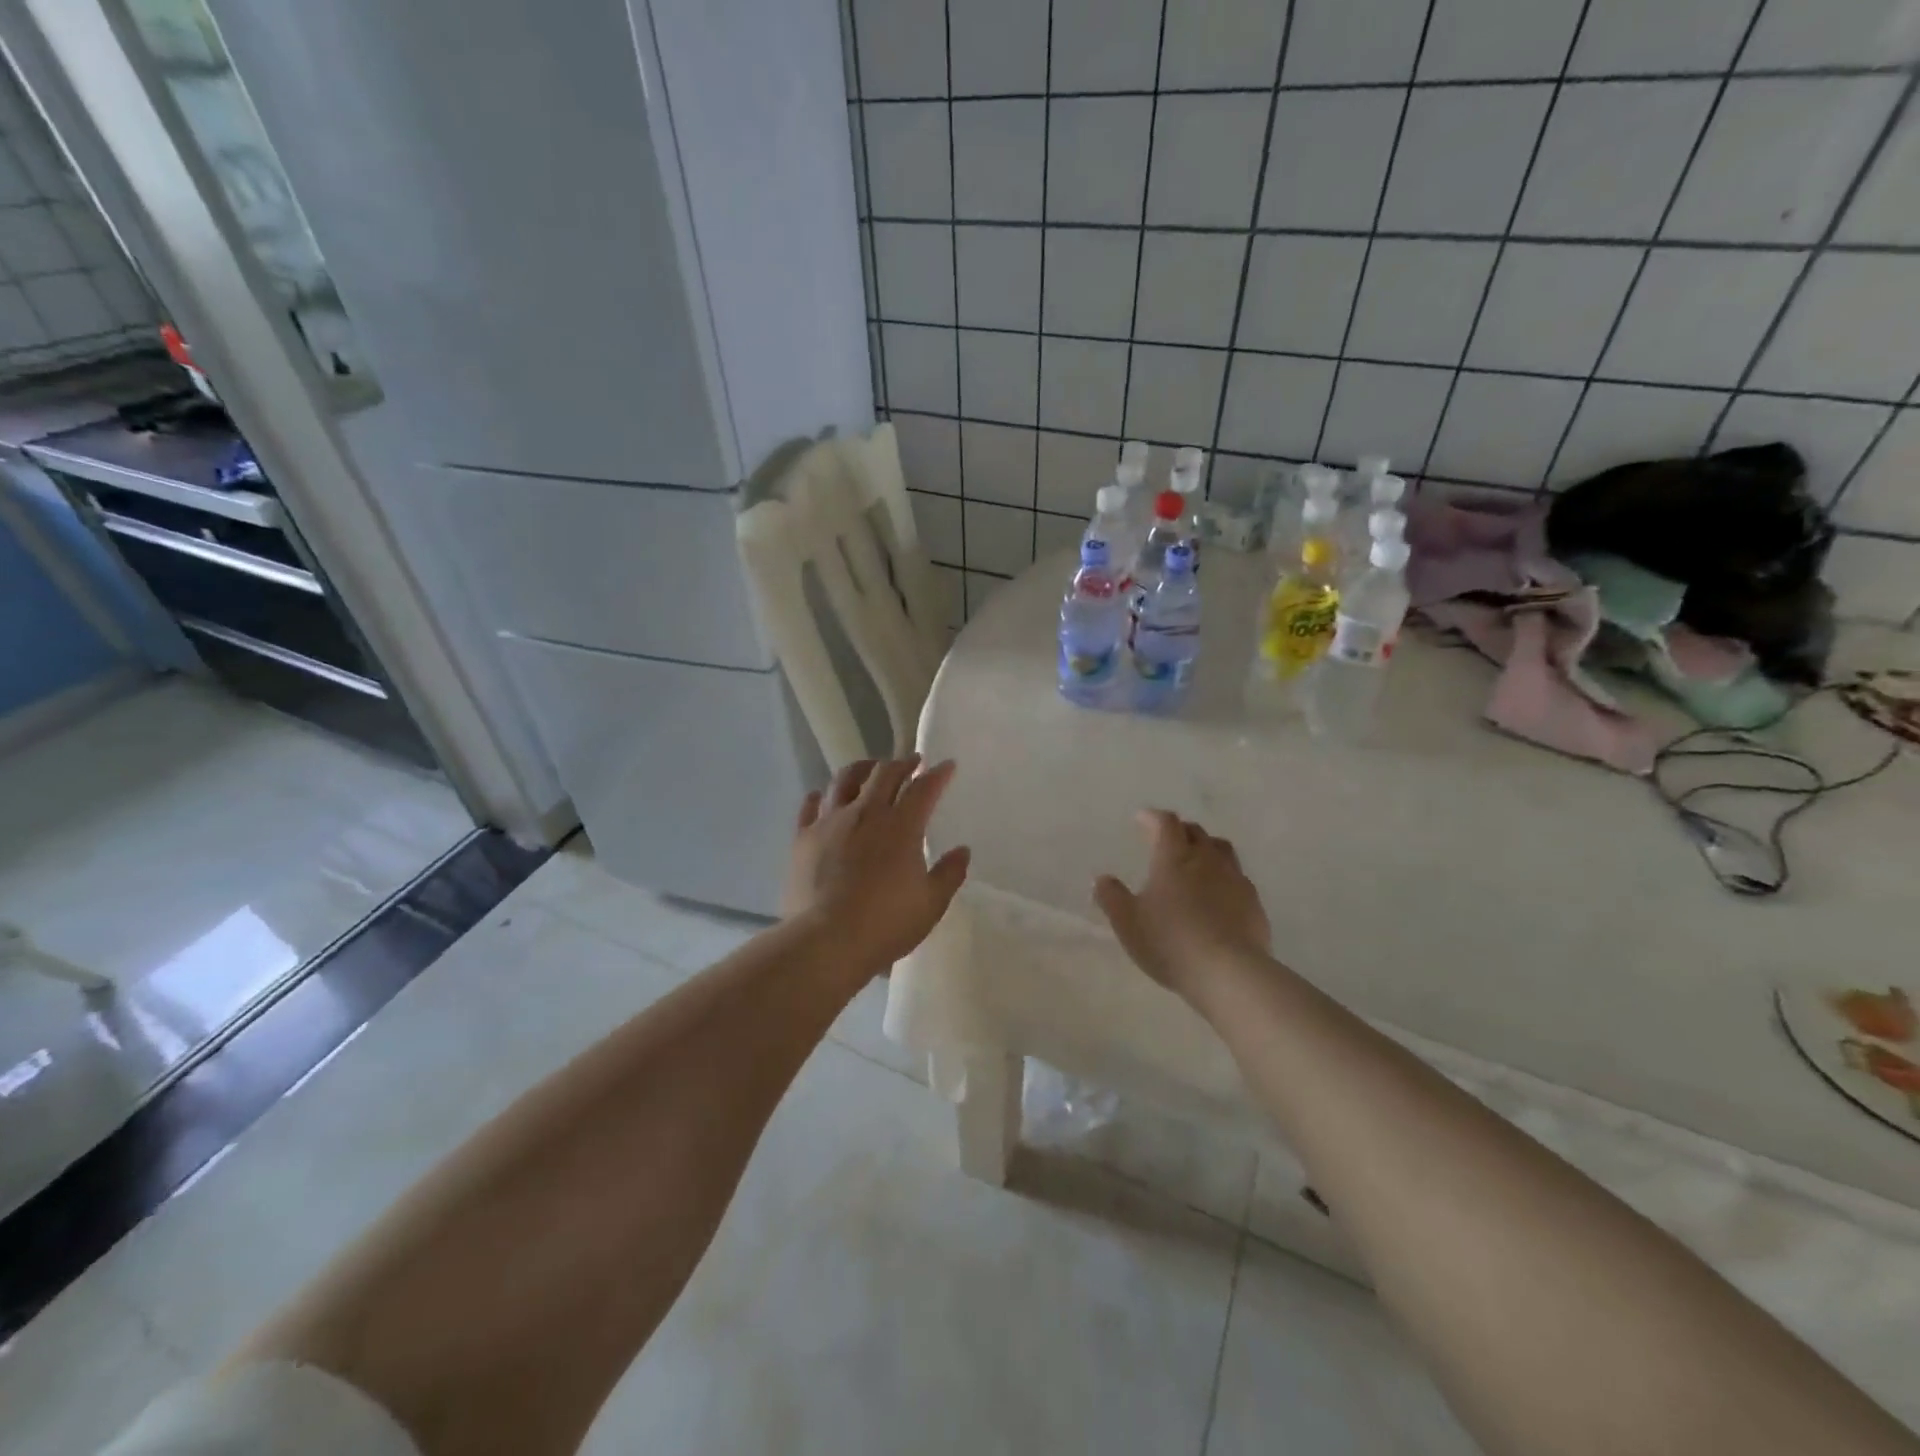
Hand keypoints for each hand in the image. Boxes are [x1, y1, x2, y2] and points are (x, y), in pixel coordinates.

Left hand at [782, 756, 970, 970]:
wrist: (825, 941)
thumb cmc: (885, 924)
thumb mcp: (930, 904)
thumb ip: (949, 874)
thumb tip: (962, 851)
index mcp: (901, 827)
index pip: (924, 789)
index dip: (937, 774)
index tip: (946, 766)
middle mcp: (866, 814)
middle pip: (885, 774)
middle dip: (902, 763)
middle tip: (911, 762)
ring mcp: (830, 822)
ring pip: (845, 779)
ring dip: (863, 769)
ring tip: (870, 769)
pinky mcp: (803, 838)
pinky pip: (810, 806)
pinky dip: (822, 796)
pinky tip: (823, 797)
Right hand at [1093, 810, 1270, 998]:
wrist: (1229, 972)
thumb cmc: (1170, 942)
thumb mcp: (1127, 922)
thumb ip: (1112, 897)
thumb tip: (1103, 879)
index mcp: (1173, 858)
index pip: (1165, 823)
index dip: (1152, 817)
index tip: (1141, 819)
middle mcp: (1206, 860)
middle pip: (1195, 832)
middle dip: (1179, 830)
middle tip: (1167, 840)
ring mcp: (1234, 879)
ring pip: (1221, 849)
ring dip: (1206, 848)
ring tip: (1196, 861)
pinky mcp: (1253, 902)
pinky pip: (1237, 877)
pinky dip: (1224, 876)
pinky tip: (1218, 894)